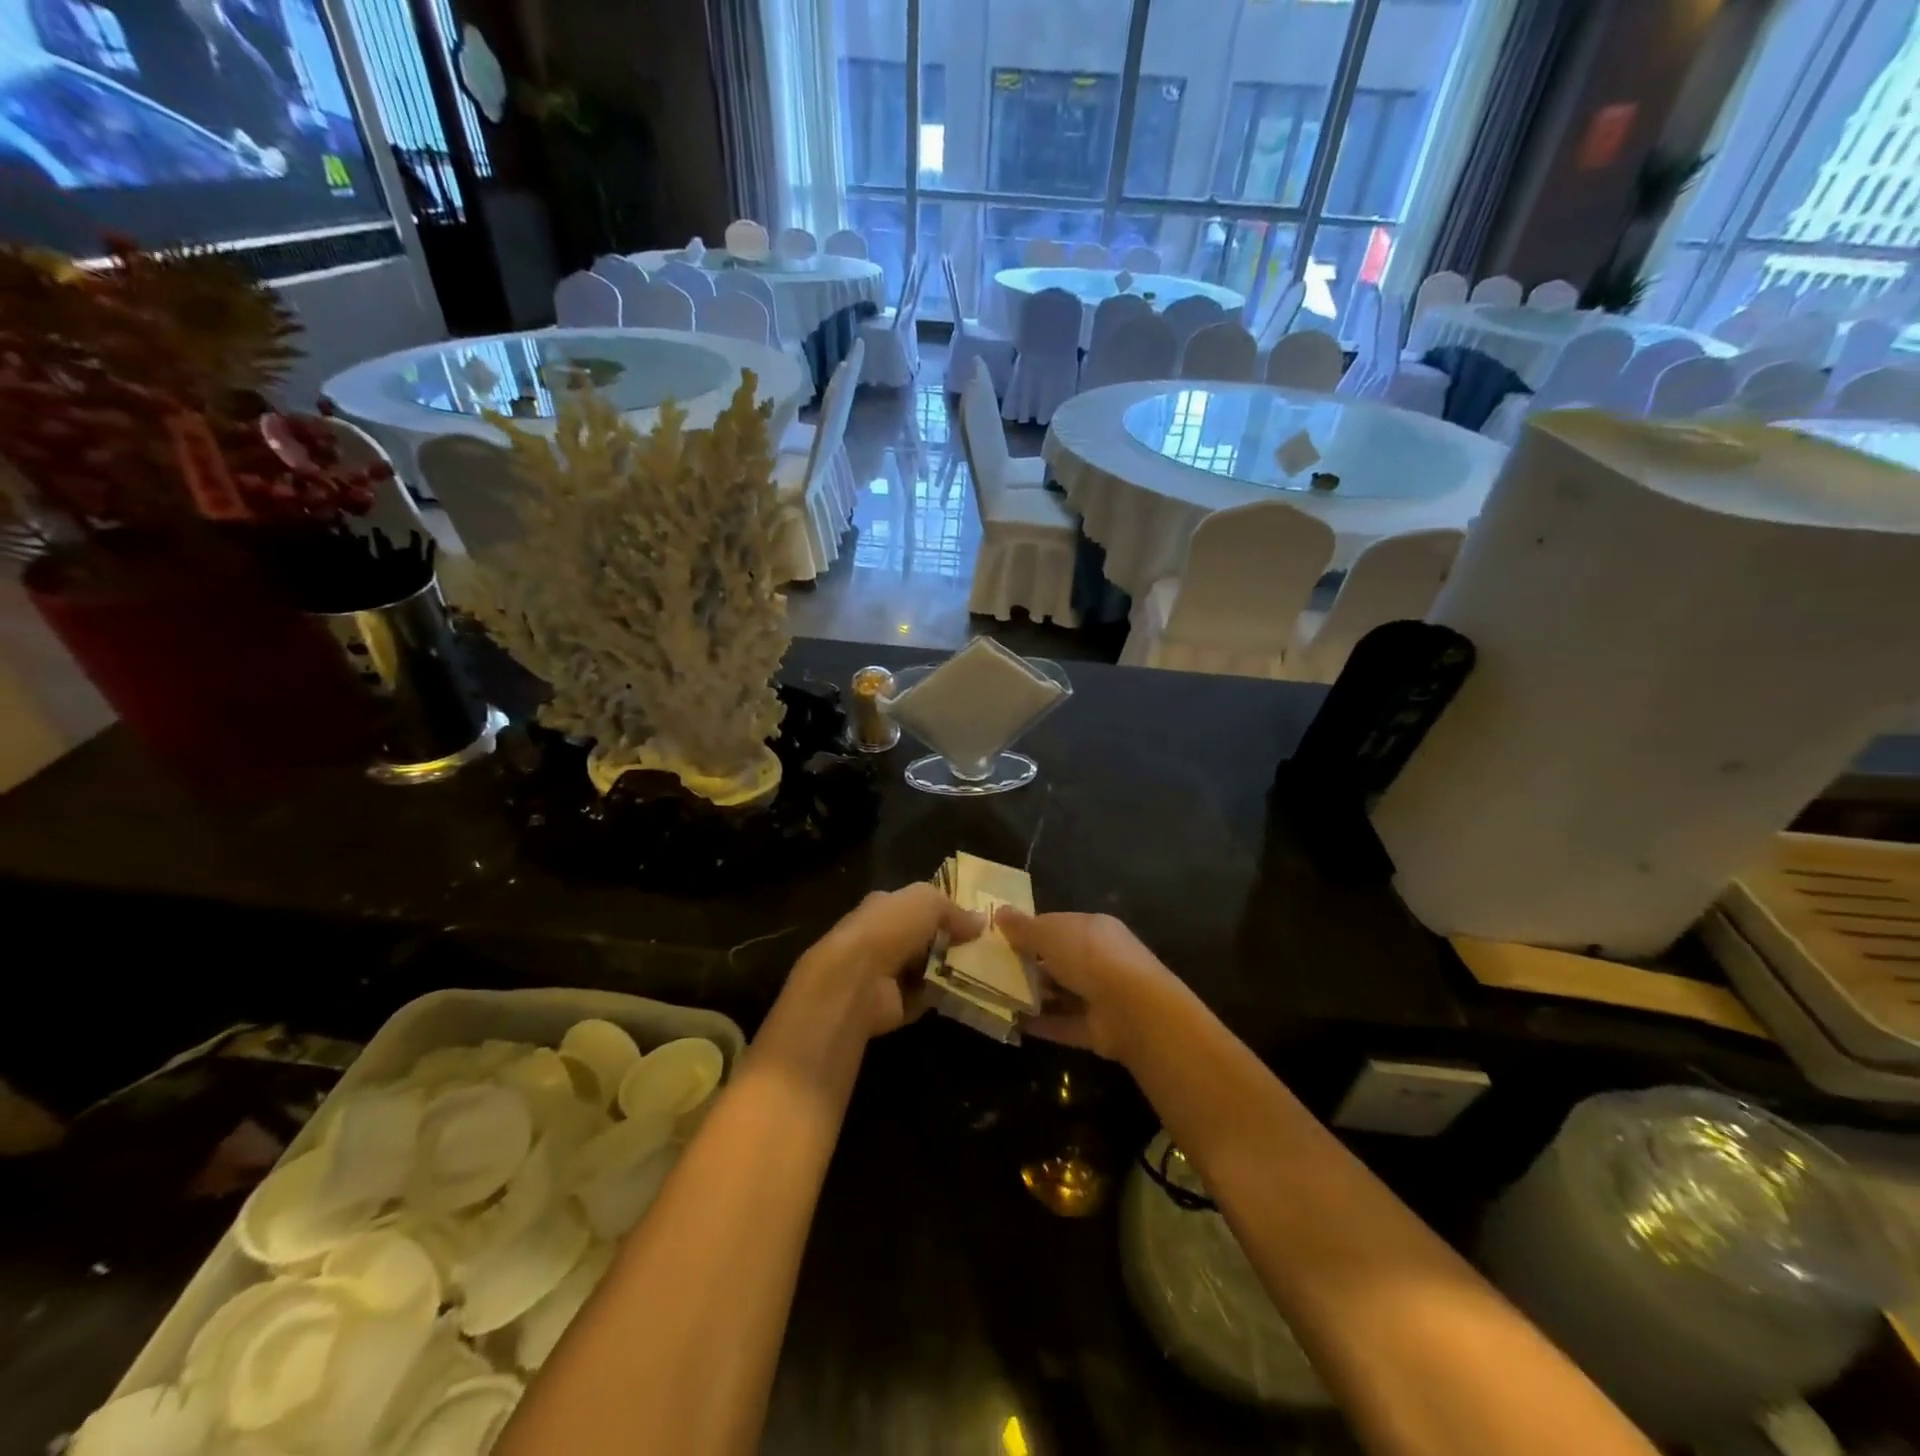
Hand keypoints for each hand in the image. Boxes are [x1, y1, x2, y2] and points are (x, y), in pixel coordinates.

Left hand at [781, 884, 984, 1044]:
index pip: (914, 906)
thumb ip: (953, 909)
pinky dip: (940, 997)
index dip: (942, 911)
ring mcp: (884, 974)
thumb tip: (980, 921)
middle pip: (921, 939)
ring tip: (982, 971)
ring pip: (924, 969)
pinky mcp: (890, 1006)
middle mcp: (880, 938)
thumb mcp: (926, 901)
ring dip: (947, 971)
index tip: (974, 921)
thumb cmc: (889, 929)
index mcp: (883, 907)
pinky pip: (923, 998)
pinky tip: (964, 993)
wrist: (856, 980)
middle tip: (983, 948)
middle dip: (949, 943)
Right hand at [994, 910, 1180, 1063]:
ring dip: (1032, 996)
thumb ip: (1024, 927)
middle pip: (1057, 961)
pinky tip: (1012, 1023)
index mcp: (1093, 929)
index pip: (1057, 926)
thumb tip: (999, 913)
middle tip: (993, 970)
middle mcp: (1098, 959)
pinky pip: (1062, 1024)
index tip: (1001, 940)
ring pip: (1060, 994)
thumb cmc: (1089, 956)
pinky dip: (1040, 1024)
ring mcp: (1099, 996)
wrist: (1131, 1008)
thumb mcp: (1050, 933)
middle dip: (1029, 965)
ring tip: (996, 997)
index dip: (1030, 931)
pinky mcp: (1096, 1029)